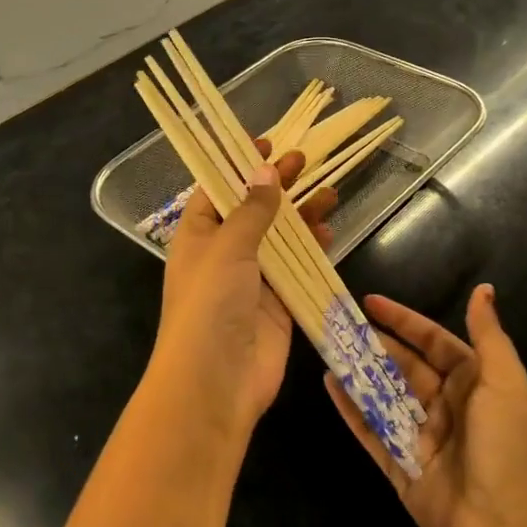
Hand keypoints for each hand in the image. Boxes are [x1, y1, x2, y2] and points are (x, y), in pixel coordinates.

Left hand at [149, 144, 337, 444]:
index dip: (238, 164)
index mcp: (198, 234)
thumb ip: (252, 209)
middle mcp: (223, 252)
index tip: (265, 142)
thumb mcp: (227, 247)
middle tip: (303, 160)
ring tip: (329, 191)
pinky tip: (328, 231)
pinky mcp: (277, 302)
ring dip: (301, 214)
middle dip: (276, 184)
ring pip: (280, 236)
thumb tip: (265, 170)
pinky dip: (312, 248)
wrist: (215, 383)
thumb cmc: (209, 304)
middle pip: (253, 208)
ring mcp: (252, 278)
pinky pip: (297, 266)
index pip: (217, 188)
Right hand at [324, 284, 526, 526]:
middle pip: (403, 367)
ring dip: (358, 372)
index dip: (403, 321)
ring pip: (383, 396)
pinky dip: (350, 408)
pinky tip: (330, 384)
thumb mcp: (505, 380)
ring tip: (327, 346)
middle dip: (374, 345)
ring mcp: (420, 438)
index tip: (370, 301)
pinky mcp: (401, 468)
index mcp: (471, 383)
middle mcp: (445, 406)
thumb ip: (487, 334)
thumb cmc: (509, 443)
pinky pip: (371, 432)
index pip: (432, 342)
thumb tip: (484, 289)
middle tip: (338, 324)